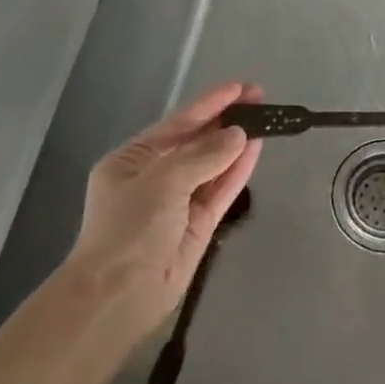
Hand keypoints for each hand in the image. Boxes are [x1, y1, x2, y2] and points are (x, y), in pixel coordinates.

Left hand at [71, 81, 261, 342]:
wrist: (118, 296)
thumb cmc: (129, 230)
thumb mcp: (162, 182)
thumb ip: (204, 156)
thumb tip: (239, 134)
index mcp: (133, 160)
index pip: (178, 123)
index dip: (210, 103)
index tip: (240, 87)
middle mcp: (155, 176)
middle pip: (197, 141)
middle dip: (227, 120)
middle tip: (260, 98)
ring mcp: (179, 201)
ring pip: (214, 164)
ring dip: (237, 142)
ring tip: (266, 119)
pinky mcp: (198, 224)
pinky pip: (221, 189)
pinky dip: (239, 170)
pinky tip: (257, 148)